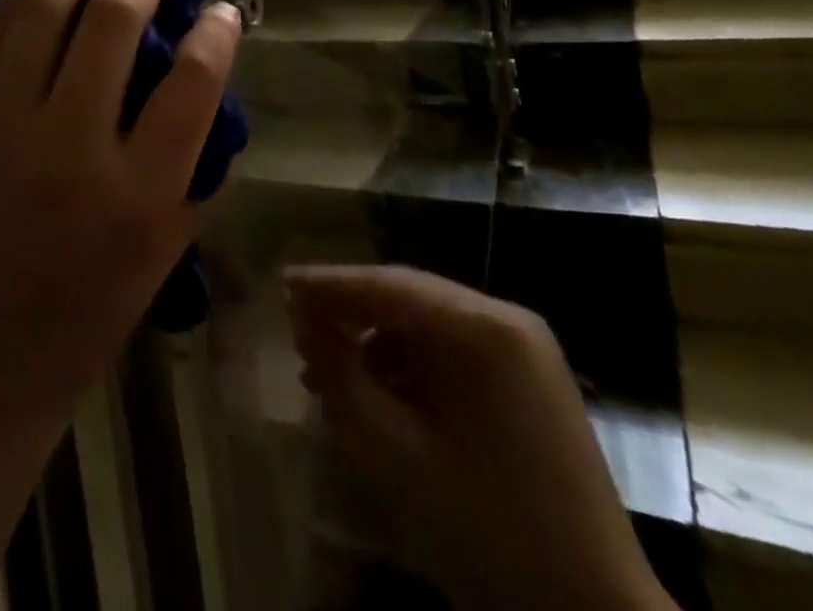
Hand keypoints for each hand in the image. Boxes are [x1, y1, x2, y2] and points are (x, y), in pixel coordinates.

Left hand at [0, 0, 242, 427]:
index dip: (215, 33)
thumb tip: (205, 69)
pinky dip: (19, 3)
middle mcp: (73, 148)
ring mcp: (11, 129)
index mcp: (140, 191)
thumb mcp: (174, 236)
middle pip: (109, 28)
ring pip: (40, 17)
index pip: (191, 83)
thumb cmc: (104, 293)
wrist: (2, 339)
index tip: (220, 11)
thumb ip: (198, 155)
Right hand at [286, 265, 673, 610]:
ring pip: (429, 323)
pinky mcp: (529, 379)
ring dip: (377, 341)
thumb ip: (341, 374)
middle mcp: (508, 319)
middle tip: (299, 333)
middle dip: (350, 313)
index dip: (330, 283)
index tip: (283, 282)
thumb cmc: (488, 530)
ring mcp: (525, 349)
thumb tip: (305, 319)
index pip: (389, 285)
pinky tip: (379, 395)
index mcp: (484, 329)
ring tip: (330, 374)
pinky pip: (454, 351)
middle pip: (410, 297)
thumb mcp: (394, 453)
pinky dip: (411, 365)